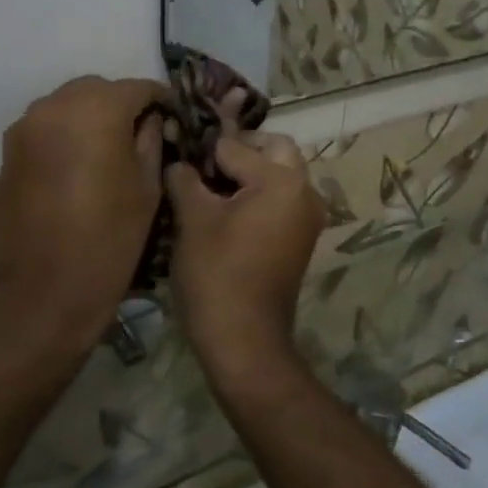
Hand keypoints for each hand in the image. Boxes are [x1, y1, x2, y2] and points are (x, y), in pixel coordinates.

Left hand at [0, 75, 166, 350]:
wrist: (37, 294)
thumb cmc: (106, 243)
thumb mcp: (146, 191)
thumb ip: (151, 142)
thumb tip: (151, 120)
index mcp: (96, 110)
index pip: (137, 88)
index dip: (160, 100)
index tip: (173, 118)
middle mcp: (55, 106)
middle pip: (98, 90)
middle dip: (122, 105)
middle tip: (142, 135)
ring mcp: (26, 127)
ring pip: (69, 104)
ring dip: (92, 116)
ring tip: (111, 150)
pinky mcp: (9, 151)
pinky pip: (47, 127)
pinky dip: (68, 133)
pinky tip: (81, 164)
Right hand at [166, 132, 324, 376]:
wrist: (244, 340)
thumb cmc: (216, 273)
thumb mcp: (193, 219)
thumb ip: (185, 178)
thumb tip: (179, 161)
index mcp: (282, 179)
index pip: (236, 146)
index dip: (204, 152)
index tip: (181, 160)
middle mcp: (306, 190)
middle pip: (273, 149)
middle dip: (239, 152)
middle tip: (203, 168)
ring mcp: (308, 216)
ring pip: (281, 174)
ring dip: (250, 173)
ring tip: (211, 191)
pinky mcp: (303, 237)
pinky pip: (282, 199)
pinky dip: (259, 196)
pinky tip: (228, 213)